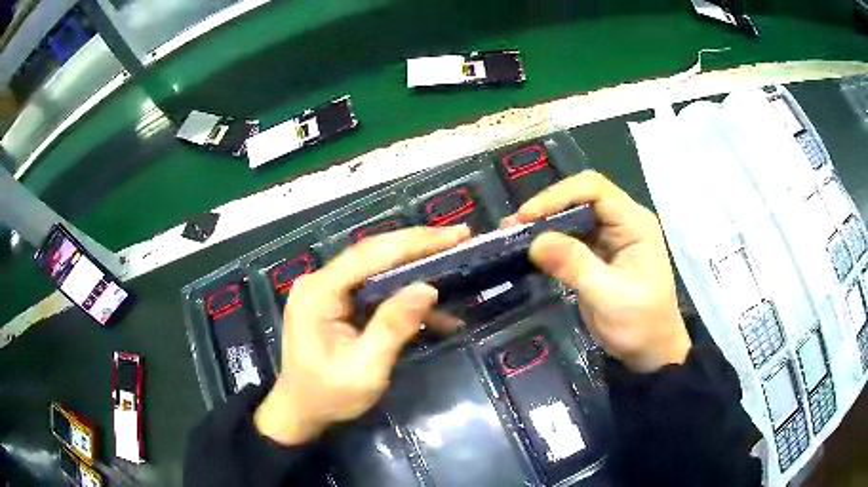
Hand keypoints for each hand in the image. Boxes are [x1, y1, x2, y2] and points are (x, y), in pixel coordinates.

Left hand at [254, 225, 470, 444]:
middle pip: (373, 254)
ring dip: (414, 269)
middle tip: (460, 239)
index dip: (414, 241)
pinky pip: (373, 290)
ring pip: (376, 269)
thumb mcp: (365, 368)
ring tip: (452, 265)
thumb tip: (427, 288)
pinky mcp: (335, 303)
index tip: (455, 235)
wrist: (301, 411)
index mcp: (319, 293)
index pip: (370, 254)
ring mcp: (326, 291)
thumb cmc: (329, 396)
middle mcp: (320, 282)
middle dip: (418, 246)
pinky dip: (402, 297)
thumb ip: (393, 326)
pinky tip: (432, 310)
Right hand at [504, 170, 690, 372]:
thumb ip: (575, 265)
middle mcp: (623, 222)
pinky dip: (549, 243)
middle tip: (511, 227)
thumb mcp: (608, 296)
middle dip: (546, 209)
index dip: (559, 195)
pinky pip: (571, 239)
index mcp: (634, 223)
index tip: (528, 217)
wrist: (651, 352)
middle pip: (581, 198)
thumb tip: (535, 242)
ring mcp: (610, 238)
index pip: (594, 189)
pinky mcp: (599, 255)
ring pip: (573, 217)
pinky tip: (528, 251)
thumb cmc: (640, 324)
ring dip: (544, 225)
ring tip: (512, 236)